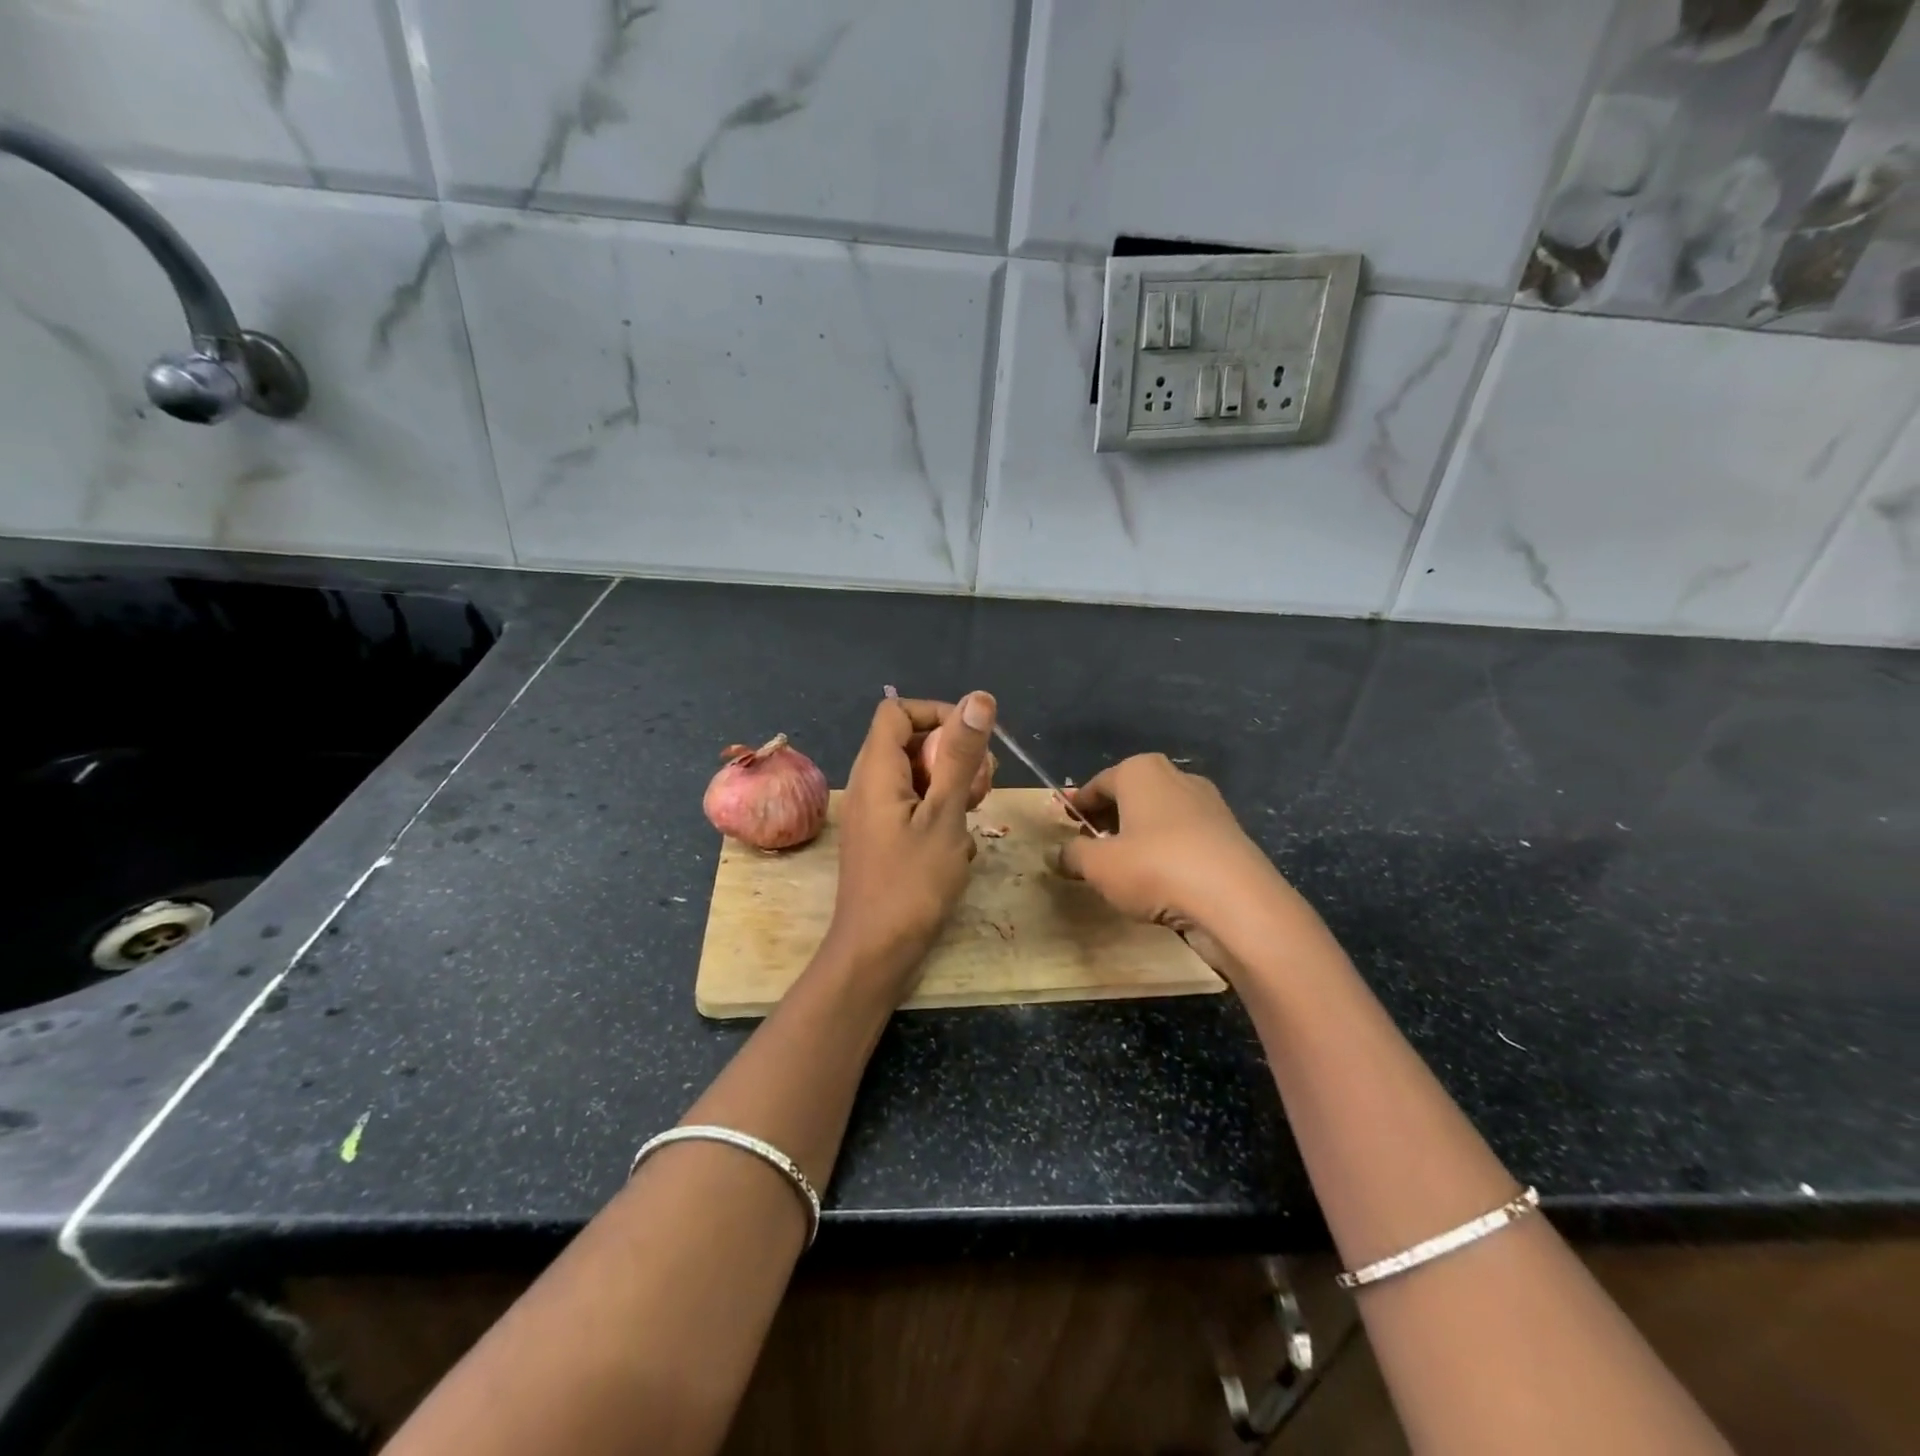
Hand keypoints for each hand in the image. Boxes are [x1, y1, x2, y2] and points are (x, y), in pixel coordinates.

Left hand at [823, 691, 996, 995]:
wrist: (876, 952)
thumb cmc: (912, 883)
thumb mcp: (945, 815)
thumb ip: (961, 756)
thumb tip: (978, 698)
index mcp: (876, 770)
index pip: (898, 711)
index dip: (937, 714)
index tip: (973, 742)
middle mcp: (868, 784)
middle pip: (910, 741)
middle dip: (952, 753)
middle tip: (981, 786)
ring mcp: (874, 812)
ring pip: (916, 775)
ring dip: (951, 785)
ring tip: (974, 813)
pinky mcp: (883, 837)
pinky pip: (913, 804)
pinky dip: (940, 811)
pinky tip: (959, 844)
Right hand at [1056, 754, 1291, 975]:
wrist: (1237, 902)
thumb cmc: (1155, 868)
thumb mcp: (1098, 866)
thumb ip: (1072, 855)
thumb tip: (1058, 854)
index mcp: (1141, 771)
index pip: (1097, 784)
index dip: (1077, 805)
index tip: (1063, 824)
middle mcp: (1176, 777)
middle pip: (1130, 796)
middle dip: (1108, 818)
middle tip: (1089, 846)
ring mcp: (1208, 804)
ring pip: (1159, 817)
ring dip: (1138, 836)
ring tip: (1122, 867)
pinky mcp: (1229, 834)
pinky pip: (1184, 838)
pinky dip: (1166, 852)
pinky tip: (1158, 880)